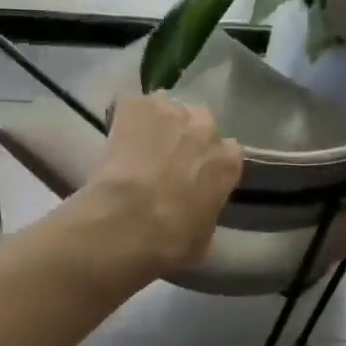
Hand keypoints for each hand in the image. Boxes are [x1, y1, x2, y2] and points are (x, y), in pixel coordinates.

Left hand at [79, 94, 242, 273]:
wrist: (126, 223)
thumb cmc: (170, 241)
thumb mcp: (203, 236)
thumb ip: (206, 210)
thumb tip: (196, 211)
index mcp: (228, 161)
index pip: (228, 153)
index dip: (209, 165)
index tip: (195, 178)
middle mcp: (206, 128)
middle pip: (200, 124)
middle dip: (187, 140)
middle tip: (166, 163)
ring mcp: (170, 110)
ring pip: (167, 111)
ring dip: (158, 126)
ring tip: (139, 149)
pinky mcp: (135, 105)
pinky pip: (134, 105)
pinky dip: (127, 119)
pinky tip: (117, 139)